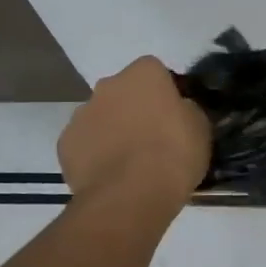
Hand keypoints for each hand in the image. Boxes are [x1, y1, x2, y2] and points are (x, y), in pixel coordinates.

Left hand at [59, 58, 211, 209]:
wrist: (130, 195)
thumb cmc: (174, 154)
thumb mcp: (200, 127)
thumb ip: (187, 109)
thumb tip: (179, 108)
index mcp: (143, 74)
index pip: (155, 71)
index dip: (165, 91)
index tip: (174, 114)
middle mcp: (108, 85)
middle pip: (123, 91)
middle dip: (134, 107)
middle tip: (152, 137)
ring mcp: (81, 113)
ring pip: (101, 116)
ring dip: (113, 129)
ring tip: (130, 162)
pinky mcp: (65, 143)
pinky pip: (84, 143)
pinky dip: (95, 153)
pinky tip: (110, 175)